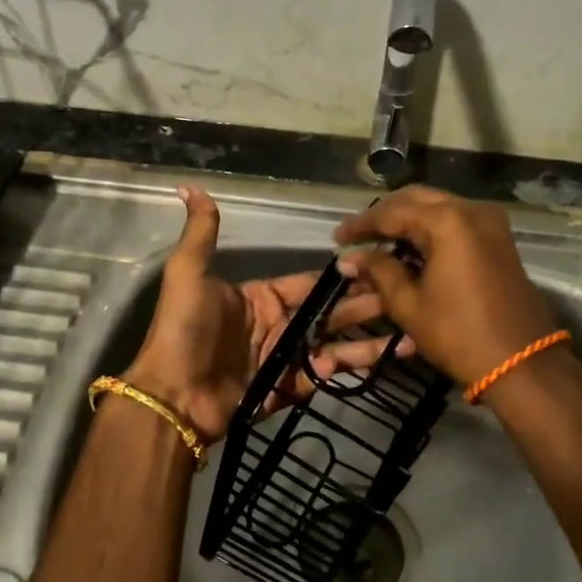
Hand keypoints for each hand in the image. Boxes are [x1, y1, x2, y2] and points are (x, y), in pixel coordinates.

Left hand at [123, 187, 391, 442]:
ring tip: (408, 336)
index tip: (378, 264)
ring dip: (368, 342)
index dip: (341, 277)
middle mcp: (277, 326)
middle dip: (364, 305)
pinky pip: (323, 376)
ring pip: (334, 346)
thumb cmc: (184, 329)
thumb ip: (201, 234)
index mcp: (261, 297)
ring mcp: (283, 359)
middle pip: (329, 314)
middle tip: (405, 296)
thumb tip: (190, 187)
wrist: (173, 393)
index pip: (309, 283)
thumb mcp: (188, 274)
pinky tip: (382, 358)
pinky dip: (349, 368)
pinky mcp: (287, 388)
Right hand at [334, 186, 556, 387]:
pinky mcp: (499, 238)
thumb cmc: (458, 334)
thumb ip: (379, 271)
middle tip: (358, 235)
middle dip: (385, 215)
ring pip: (438, 207)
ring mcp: (490, 222)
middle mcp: (471, 210)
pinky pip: (457, 221)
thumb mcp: (409, 304)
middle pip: (416, 199)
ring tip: (380, 241)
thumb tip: (350, 257)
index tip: (336, 238)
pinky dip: (431, 228)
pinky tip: (411, 247)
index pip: (392, 213)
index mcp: (447, 221)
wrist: (521, 362)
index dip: (361, 225)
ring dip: (408, 219)